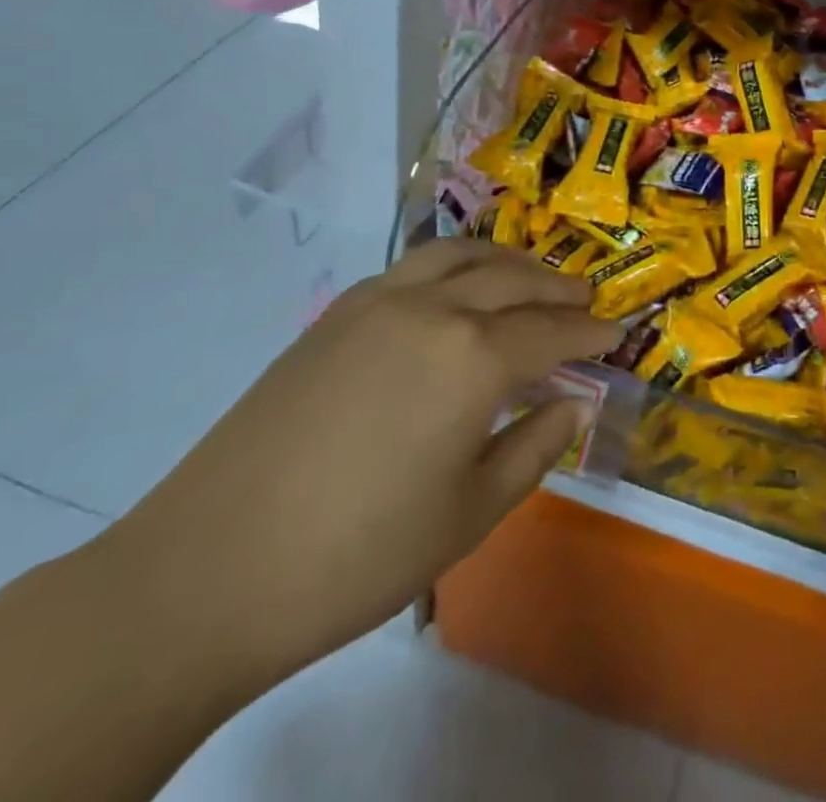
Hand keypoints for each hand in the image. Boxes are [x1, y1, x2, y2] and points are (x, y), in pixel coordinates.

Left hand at [84, 239, 618, 698]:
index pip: (552, 331)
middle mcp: (433, 308)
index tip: (617, 332)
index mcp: (474, 357)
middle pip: (513, 279)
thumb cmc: (358, 555)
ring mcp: (379, 301)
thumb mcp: (470, 513)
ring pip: (461, 255)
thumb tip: (577, 403)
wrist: (208, 569)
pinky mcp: (337, 313)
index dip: (590, 332)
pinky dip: (455, 264)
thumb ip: (535, 446)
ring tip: (531, 275)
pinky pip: (414, 266)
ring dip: (507, 261)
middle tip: (585, 297)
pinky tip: (457, 290)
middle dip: (556, 287)